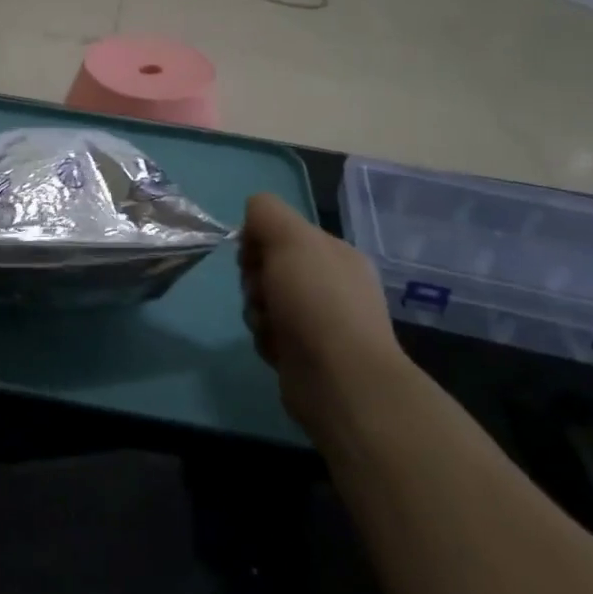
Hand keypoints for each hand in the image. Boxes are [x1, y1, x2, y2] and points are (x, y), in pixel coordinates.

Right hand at [240, 193, 404, 436]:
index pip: (282, 232)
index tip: (254, 257)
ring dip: (257, 311)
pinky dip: (266, 339)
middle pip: (269, 267)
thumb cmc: (317, 301)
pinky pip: (269, 334)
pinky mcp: (304, 355)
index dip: (259, 241)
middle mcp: (330, 285)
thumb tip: (252, 220)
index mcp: (335, 253)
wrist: (340, 380)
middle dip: (255, 279)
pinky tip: (277, 349)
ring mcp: (319, 322)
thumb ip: (265, 212)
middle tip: (263, 293)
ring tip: (270, 326)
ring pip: (264, 302)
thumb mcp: (290, 237)